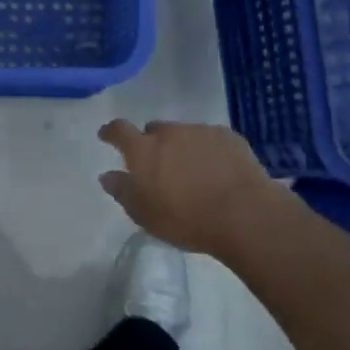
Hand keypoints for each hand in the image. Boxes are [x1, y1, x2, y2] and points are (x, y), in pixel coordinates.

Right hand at [96, 119, 299, 260]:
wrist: (243, 214)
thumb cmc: (185, 219)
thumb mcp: (144, 214)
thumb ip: (122, 191)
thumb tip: (107, 175)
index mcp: (143, 150)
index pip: (119, 130)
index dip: (111, 132)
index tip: (106, 136)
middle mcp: (169, 133)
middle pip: (154, 130)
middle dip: (152, 144)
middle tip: (159, 166)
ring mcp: (200, 132)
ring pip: (183, 134)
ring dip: (181, 147)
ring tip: (191, 172)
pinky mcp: (228, 137)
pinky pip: (210, 139)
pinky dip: (207, 150)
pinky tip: (216, 171)